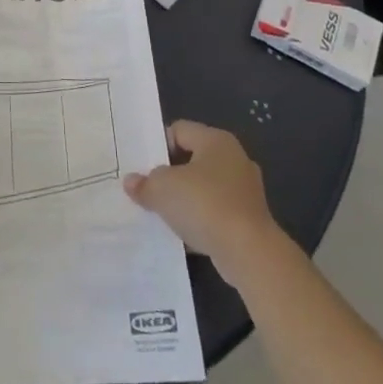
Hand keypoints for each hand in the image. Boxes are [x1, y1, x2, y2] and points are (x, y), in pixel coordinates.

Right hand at [123, 121, 279, 282]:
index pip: (179, 130)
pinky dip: (201, 220)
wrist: (249, 253)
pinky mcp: (250, 219)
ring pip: (205, 188)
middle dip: (170, 175)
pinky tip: (184, 234)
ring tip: (163, 213)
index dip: (158, 146)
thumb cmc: (204, 205)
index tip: (142, 168)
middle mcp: (235, 159)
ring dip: (186, 200)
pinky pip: (217, 212)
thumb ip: (145, 183)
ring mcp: (246, 190)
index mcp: (216, 140)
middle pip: (192, 159)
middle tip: (149, 189)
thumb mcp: (162, 190)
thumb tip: (132, 182)